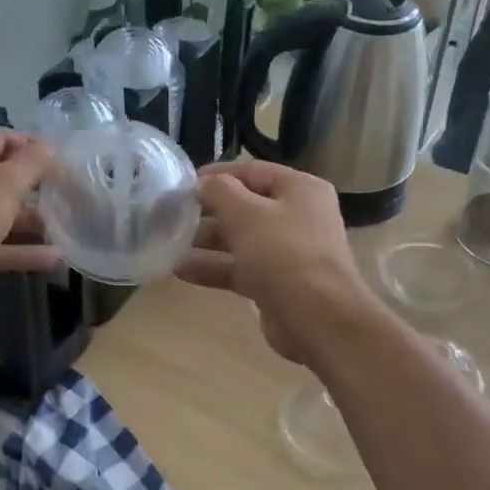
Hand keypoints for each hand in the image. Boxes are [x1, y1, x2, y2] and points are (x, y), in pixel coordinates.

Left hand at [0, 129, 58, 312]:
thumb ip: (33, 163)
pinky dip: (22, 250)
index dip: (33, 146)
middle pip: (0, 176)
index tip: (65, 160)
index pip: (0, 138)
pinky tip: (54, 257)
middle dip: (34, 186)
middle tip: (69, 192)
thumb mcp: (6, 182)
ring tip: (65, 225)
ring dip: (30, 220)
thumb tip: (51, 147)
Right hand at [177, 161, 378, 365]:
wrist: (317, 317)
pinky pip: (241, 269)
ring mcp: (289, 252)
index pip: (253, 171)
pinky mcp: (277, 283)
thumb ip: (219, 191)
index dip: (217, 174)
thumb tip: (202, 183)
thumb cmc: (282, 253)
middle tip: (173, 214)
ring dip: (208, 241)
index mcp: (300, 189)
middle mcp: (298, 216)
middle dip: (209, 210)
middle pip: (246, 205)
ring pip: (242, 239)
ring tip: (171, 242)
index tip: (183, 183)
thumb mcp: (245, 213)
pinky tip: (181, 271)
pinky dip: (214, 268)